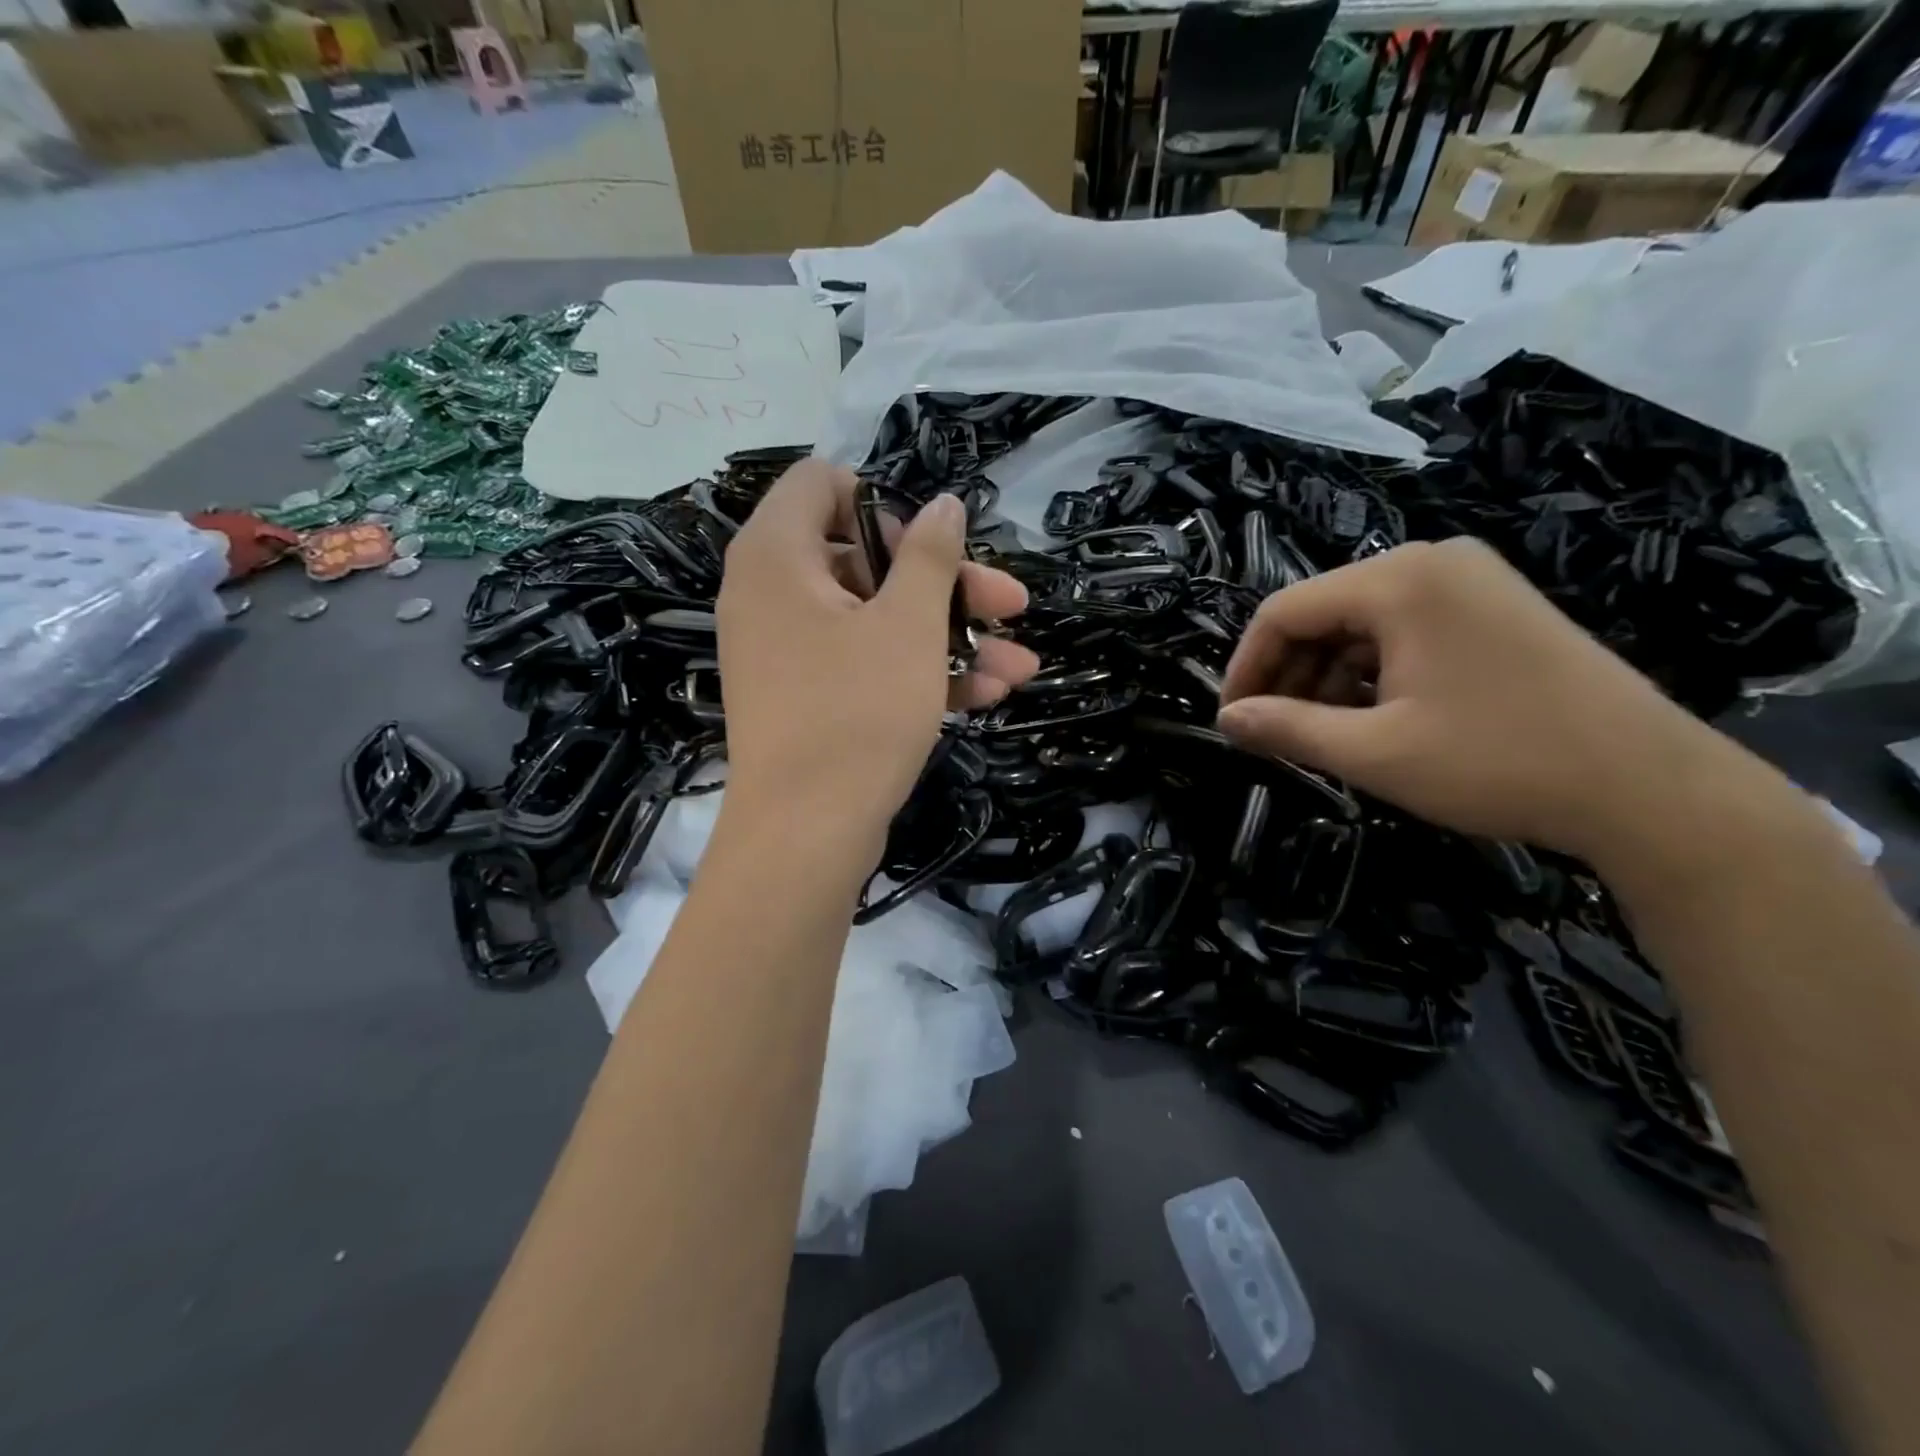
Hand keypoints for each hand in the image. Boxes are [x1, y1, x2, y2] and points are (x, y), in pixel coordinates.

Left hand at [716, 458, 1038, 839]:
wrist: (805, 836)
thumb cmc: (856, 714)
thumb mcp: (907, 627)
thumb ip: (930, 556)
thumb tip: (944, 504)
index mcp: (777, 556)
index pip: (822, 484)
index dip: (883, 502)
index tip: (928, 547)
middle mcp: (772, 594)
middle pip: (866, 559)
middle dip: (946, 584)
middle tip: (1009, 604)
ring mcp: (789, 651)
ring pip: (876, 620)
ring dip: (949, 636)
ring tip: (1019, 664)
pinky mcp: (807, 697)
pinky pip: (864, 664)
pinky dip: (918, 672)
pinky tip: (988, 693)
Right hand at [1216, 537, 1767, 864]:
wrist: (1650, 788)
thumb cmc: (1496, 762)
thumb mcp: (1373, 752)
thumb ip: (1287, 729)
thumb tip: (1226, 721)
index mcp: (1397, 581)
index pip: (1284, 611)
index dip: (1246, 668)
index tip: (1232, 722)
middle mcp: (1431, 562)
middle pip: (1323, 613)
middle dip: (1288, 676)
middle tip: (1272, 735)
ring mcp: (1470, 581)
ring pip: (1362, 625)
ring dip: (1328, 679)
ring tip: (1320, 734)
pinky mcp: (1496, 608)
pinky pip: (1405, 632)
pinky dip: (1373, 674)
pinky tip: (1371, 718)